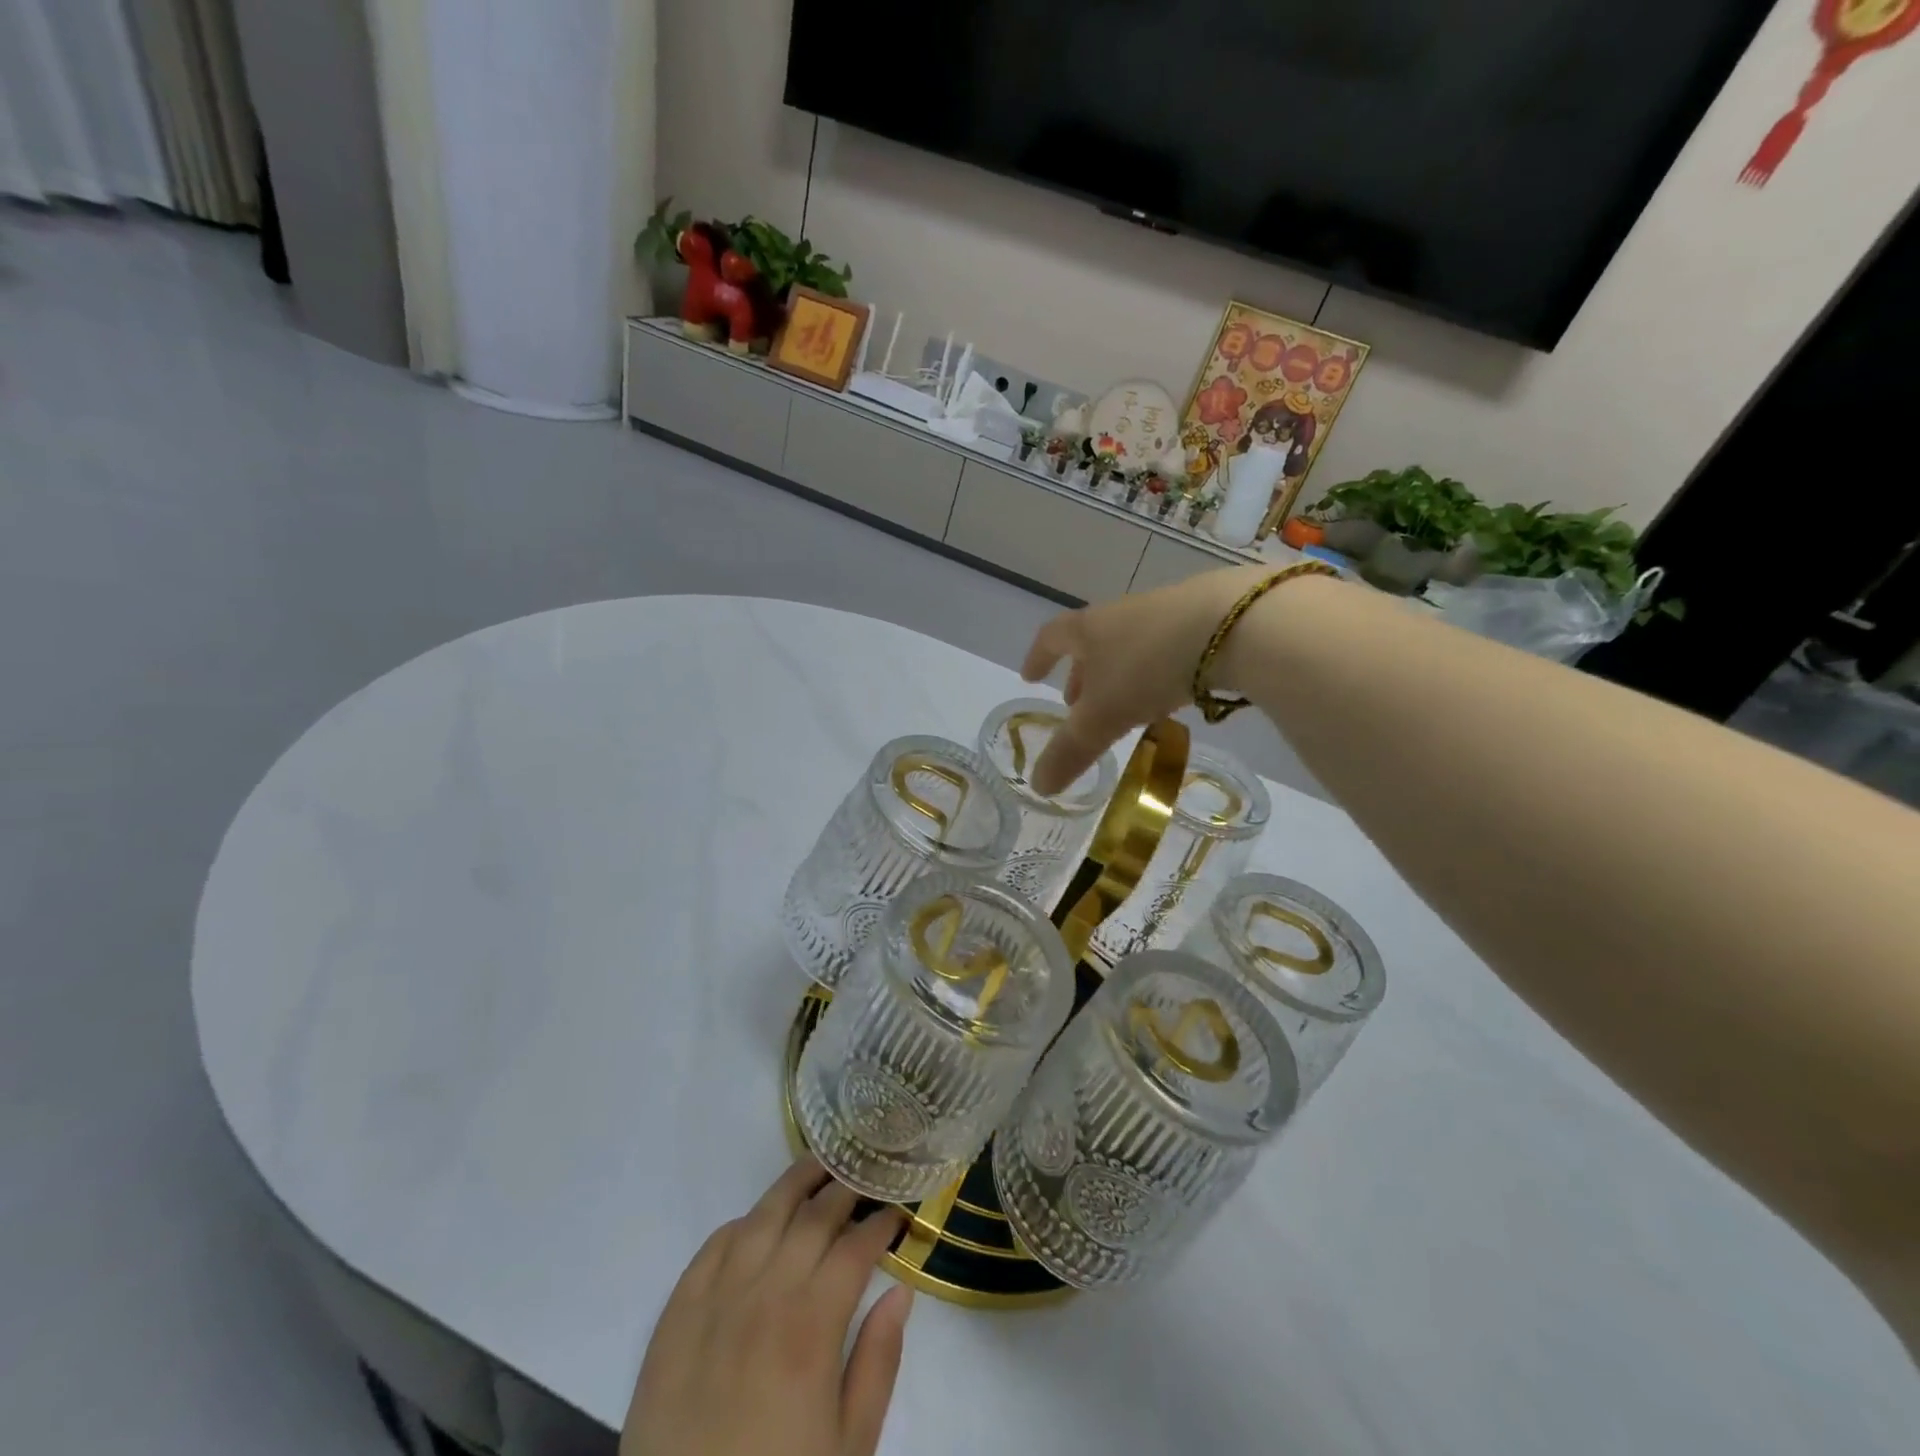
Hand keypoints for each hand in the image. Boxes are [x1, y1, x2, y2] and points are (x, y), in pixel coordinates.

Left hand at [621, 1158, 913, 1455]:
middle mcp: (765, 1296)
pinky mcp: (676, 1316)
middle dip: (845, 1188)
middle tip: (866, 1173)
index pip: (855, 1246)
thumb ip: (878, 1363)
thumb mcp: (849, 1447)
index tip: (898, 1209)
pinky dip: (741, 1223)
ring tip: (819, 1163)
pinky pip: (712, 1246)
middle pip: (813, 1217)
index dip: (881, 1222)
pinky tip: (758, 1219)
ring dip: (795, 1184)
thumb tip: (900, 1291)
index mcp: (811, 1327)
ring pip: (763, 1216)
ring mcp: (715, 1300)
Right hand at [1020, 564, 1267, 795]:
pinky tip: (1172, 694)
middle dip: (1081, 675)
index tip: (1030, 677)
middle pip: (1092, 643)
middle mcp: (1122, 615)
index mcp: (1089, 629)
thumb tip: (1038, 786)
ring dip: (1120, 676)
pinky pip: (1167, 649)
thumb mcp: (1103, 717)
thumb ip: (1070, 751)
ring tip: (1125, 706)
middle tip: (1077, 704)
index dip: (1038, 659)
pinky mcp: (1205, 620)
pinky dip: (1156, 672)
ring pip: (1130, 646)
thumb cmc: (1147, 666)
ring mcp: (1165, 613)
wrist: (1232, 624)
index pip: (1051, 639)